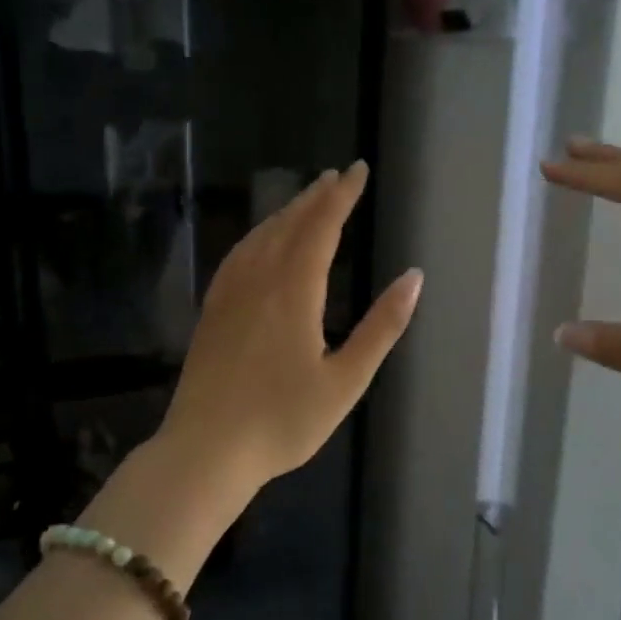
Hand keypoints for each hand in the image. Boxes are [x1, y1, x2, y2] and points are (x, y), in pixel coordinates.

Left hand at [159, 161, 422, 494]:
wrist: (206, 449)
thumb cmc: (283, 421)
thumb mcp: (346, 381)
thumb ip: (381, 327)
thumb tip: (413, 278)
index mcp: (294, 291)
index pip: (321, 227)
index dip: (342, 196)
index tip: (359, 170)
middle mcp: (259, 280)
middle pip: (289, 224)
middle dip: (316, 197)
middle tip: (336, 176)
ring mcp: (229, 293)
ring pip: (260, 236)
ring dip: (286, 212)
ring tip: (306, 199)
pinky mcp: (212, 310)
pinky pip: (238, 255)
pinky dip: (257, 235)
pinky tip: (260, 241)